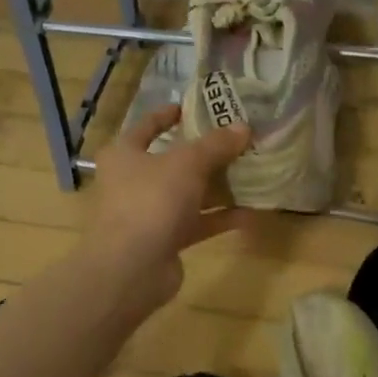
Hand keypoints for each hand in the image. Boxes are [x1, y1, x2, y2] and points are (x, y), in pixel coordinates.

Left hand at [82, 102, 250, 310]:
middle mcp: (133, 182)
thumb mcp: (187, 163)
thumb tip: (244, 127)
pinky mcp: (165, 240)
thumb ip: (216, 145)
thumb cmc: (151, 200)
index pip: (146, 126)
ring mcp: (149, 213)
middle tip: (238, 142)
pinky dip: (221, 218)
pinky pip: (197, 223)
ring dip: (218, 187)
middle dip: (206, 154)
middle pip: (173, 162)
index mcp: (124, 154)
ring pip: (189, 194)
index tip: (194, 108)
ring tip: (252, 174)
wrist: (131, 268)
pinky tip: (252, 213)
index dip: (168, 115)